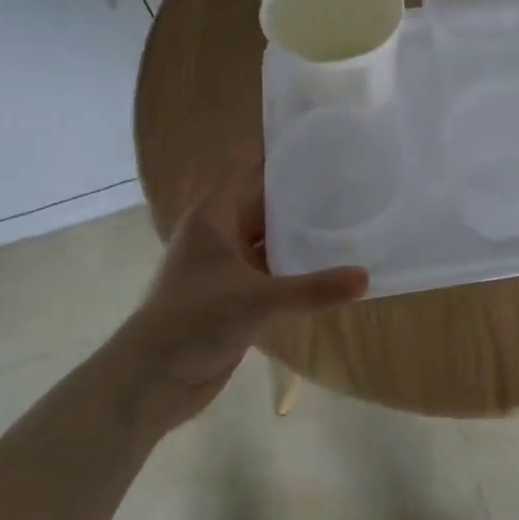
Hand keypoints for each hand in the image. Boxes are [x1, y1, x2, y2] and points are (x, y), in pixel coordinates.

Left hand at [120, 152, 367, 419]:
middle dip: (297, 192)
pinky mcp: (232, 294)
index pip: (246, 170)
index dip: (275, 153)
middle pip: (261, 201)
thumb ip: (314, 289)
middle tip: (345, 177)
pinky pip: (269, 267)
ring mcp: (224, 265)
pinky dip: (292, 264)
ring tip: (343, 215)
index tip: (315, 138)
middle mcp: (218, 234)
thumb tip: (366, 278)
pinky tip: (325, 261)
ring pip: (267, 237)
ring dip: (296, 231)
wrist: (152, 380)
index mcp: (212, 217)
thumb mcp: (258, 301)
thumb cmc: (195, 321)